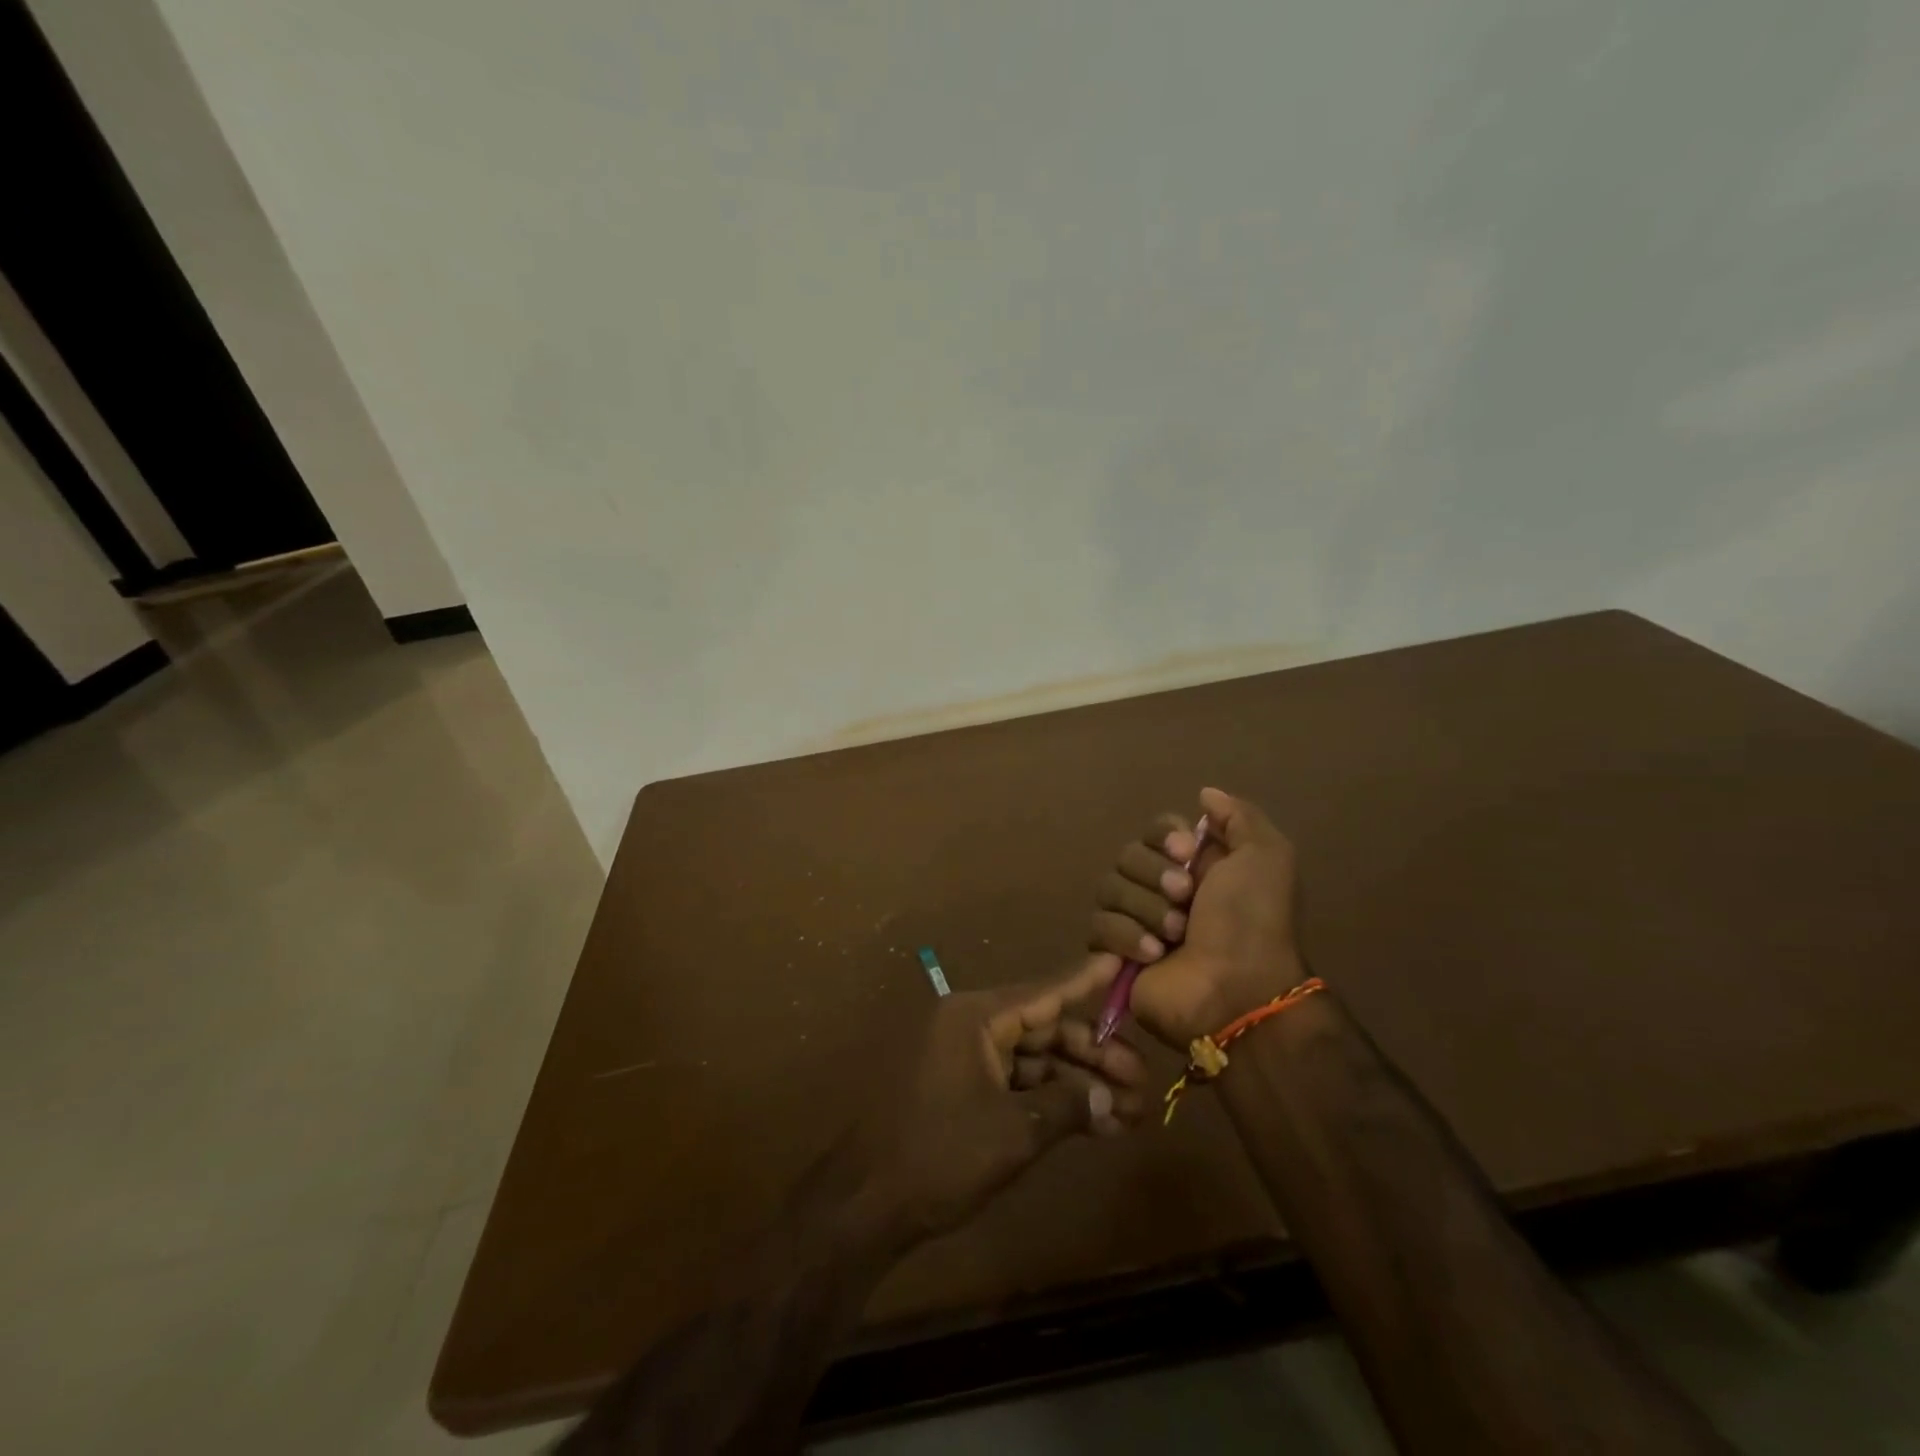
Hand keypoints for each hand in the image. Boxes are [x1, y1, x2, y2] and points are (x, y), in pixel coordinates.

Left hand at [851, 957, 1148, 1243]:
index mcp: (974, 1017)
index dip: (1086, 982)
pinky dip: (1050, 1101)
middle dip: (1093, 1056)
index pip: (1043, 993)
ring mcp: (963, 1058)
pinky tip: (1094, 1124)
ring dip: (1077, 1084)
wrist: (867, 1205)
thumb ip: (1066, 1106)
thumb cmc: (940, 1154)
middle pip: (1043, 1030)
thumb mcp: (1013, 1132)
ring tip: (1130, 1112)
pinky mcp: (961, 1089)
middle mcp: (969, 1026)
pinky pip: (1015, 1083)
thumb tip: (1109, 1099)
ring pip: (1033, 1060)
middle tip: (1142, 1080)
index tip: (1122, 964)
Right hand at [1087, 786, 1307, 1047]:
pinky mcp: (1115, 954)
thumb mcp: (1266, 857)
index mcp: (1196, 865)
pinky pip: (1098, 926)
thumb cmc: (1252, 922)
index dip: (1164, 837)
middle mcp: (1163, 889)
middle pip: (1128, 855)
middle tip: (1185, 898)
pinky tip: (1155, 955)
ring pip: (1109, 888)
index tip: (1186, 852)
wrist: (1236, 991)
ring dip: (1145, 909)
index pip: (1156, 829)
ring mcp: (1137, 921)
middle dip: (1155, 876)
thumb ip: (1238, 816)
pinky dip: (1126, 937)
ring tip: (1174, 936)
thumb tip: (1204, 794)